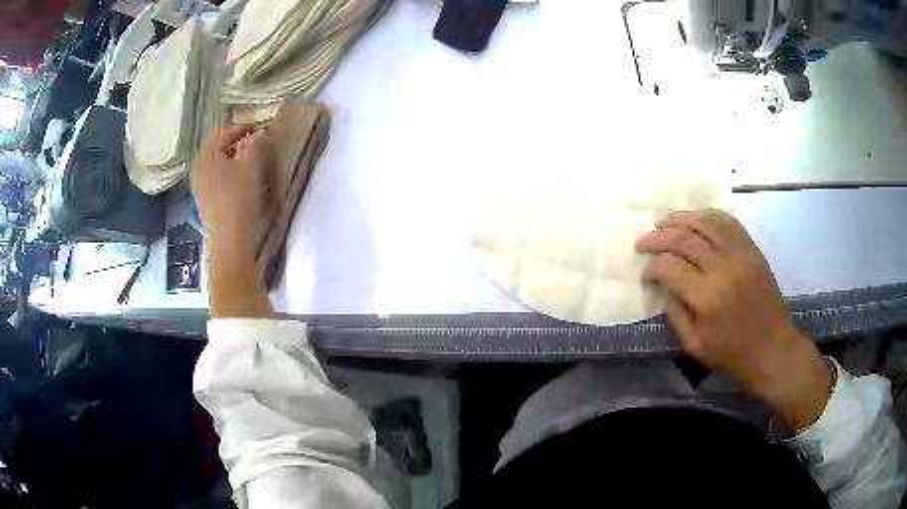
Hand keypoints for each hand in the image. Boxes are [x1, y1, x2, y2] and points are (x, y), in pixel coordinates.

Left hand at [197, 125, 271, 317]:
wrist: (229, 238)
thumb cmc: (239, 197)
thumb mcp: (251, 166)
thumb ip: (254, 145)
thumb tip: (257, 134)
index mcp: (208, 156)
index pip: (222, 132)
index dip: (240, 128)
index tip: (257, 129)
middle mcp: (199, 168)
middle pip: (215, 147)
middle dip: (233, 142)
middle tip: (251, 144)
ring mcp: (199, 186)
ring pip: (214, 163)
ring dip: (229, 158)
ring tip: (245, 162)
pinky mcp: (203, 201)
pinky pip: (212, 178)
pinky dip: (224, 173)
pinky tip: (236, 182)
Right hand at [636, 209, 831, 429]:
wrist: (773, 348)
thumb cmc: (733, 354)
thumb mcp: (696, 346)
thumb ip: (676, 316)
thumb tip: (665, 289)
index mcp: (707, 297)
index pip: (670, 267)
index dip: (652, 266)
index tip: (645, 273)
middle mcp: (723, 267)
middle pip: (684, 238)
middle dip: (658, 237)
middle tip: (642, 241)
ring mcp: (740, 254)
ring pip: (706, 221)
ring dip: (681, 218)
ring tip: (664, 221)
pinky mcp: (752, 250)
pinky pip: (728, 222)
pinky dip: (708, 216)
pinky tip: (696, 219)